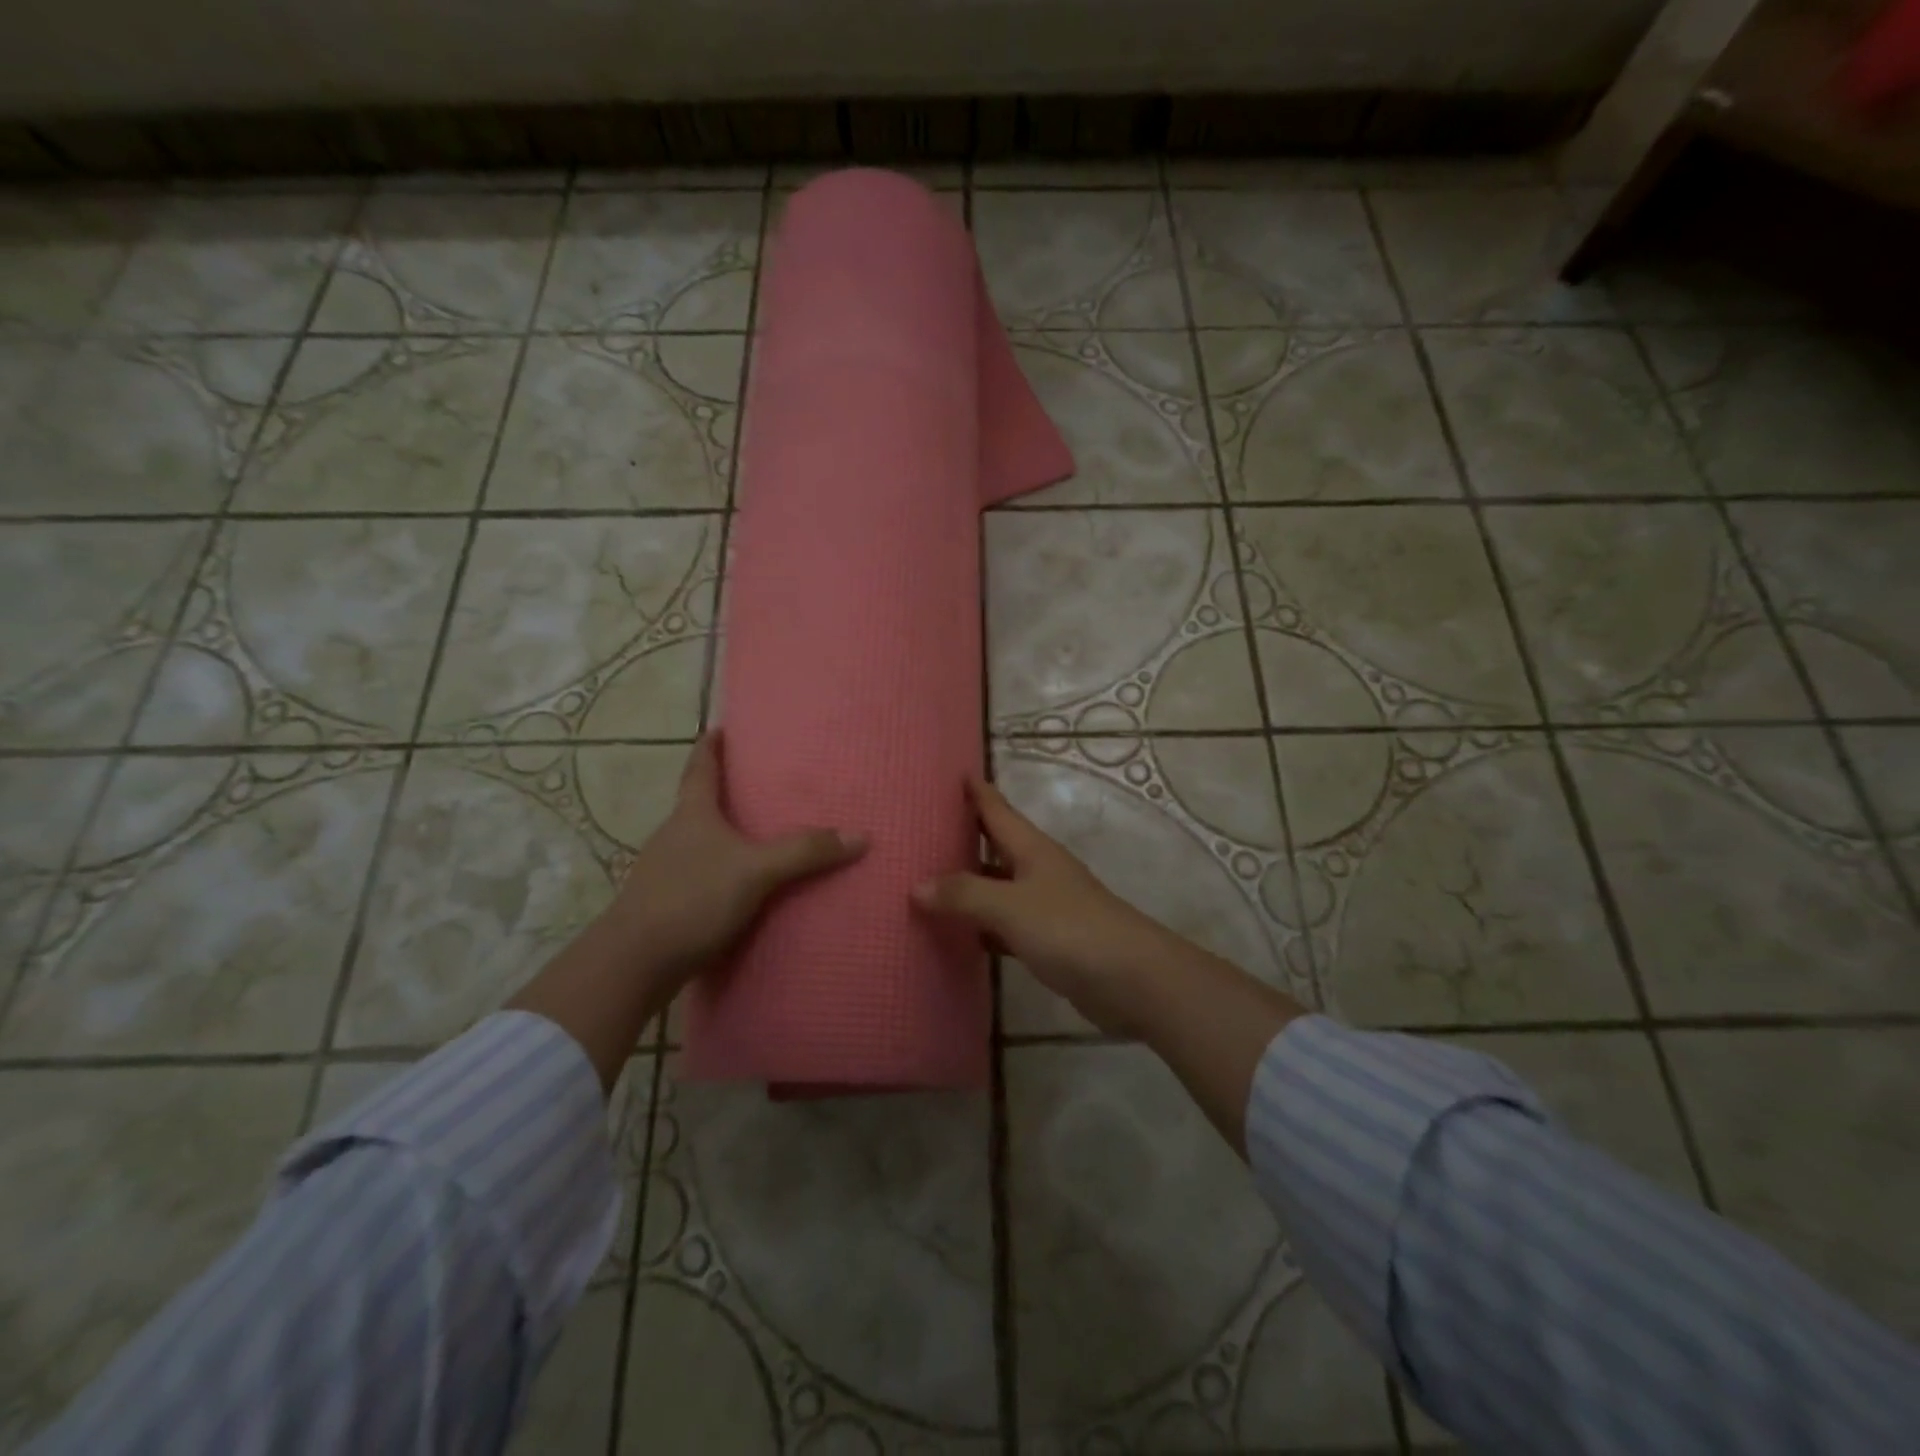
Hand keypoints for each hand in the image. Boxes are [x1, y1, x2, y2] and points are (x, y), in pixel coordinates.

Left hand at [606, 732, 866, 987]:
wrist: (635, 962)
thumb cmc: (692, 898)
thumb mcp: (756, 871)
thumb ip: (805, 852)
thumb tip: (860, 835)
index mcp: (692, 813)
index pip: (700, 766)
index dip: (711, 745)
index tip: (722, 727)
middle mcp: (674, 834)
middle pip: (699, 802)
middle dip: (725, 791)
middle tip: (760, 783)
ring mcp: (665, 870)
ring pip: (700, 841)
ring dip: (724, 834)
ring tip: (759, 835)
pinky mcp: (666, 903)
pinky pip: (700, 874)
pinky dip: (722, 870)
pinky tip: (741, 886)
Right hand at [912, 776, 1173, 1035]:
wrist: (1131, 979)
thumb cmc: (1069, 928)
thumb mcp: (1009, 906)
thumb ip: (963, 895)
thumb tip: (916, 886)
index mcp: (1032, 849)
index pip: (997, 809)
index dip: (976, 791)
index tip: (954, 772)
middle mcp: (1038, 870)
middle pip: (995, 845)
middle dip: (964, 836)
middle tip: (922, 829)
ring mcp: (1045, 906)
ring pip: (998, 887)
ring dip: (969, 884)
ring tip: (927, 880)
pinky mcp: (1049, 941)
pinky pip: (1005, 925)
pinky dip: (982, 925)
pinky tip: (959, 933)